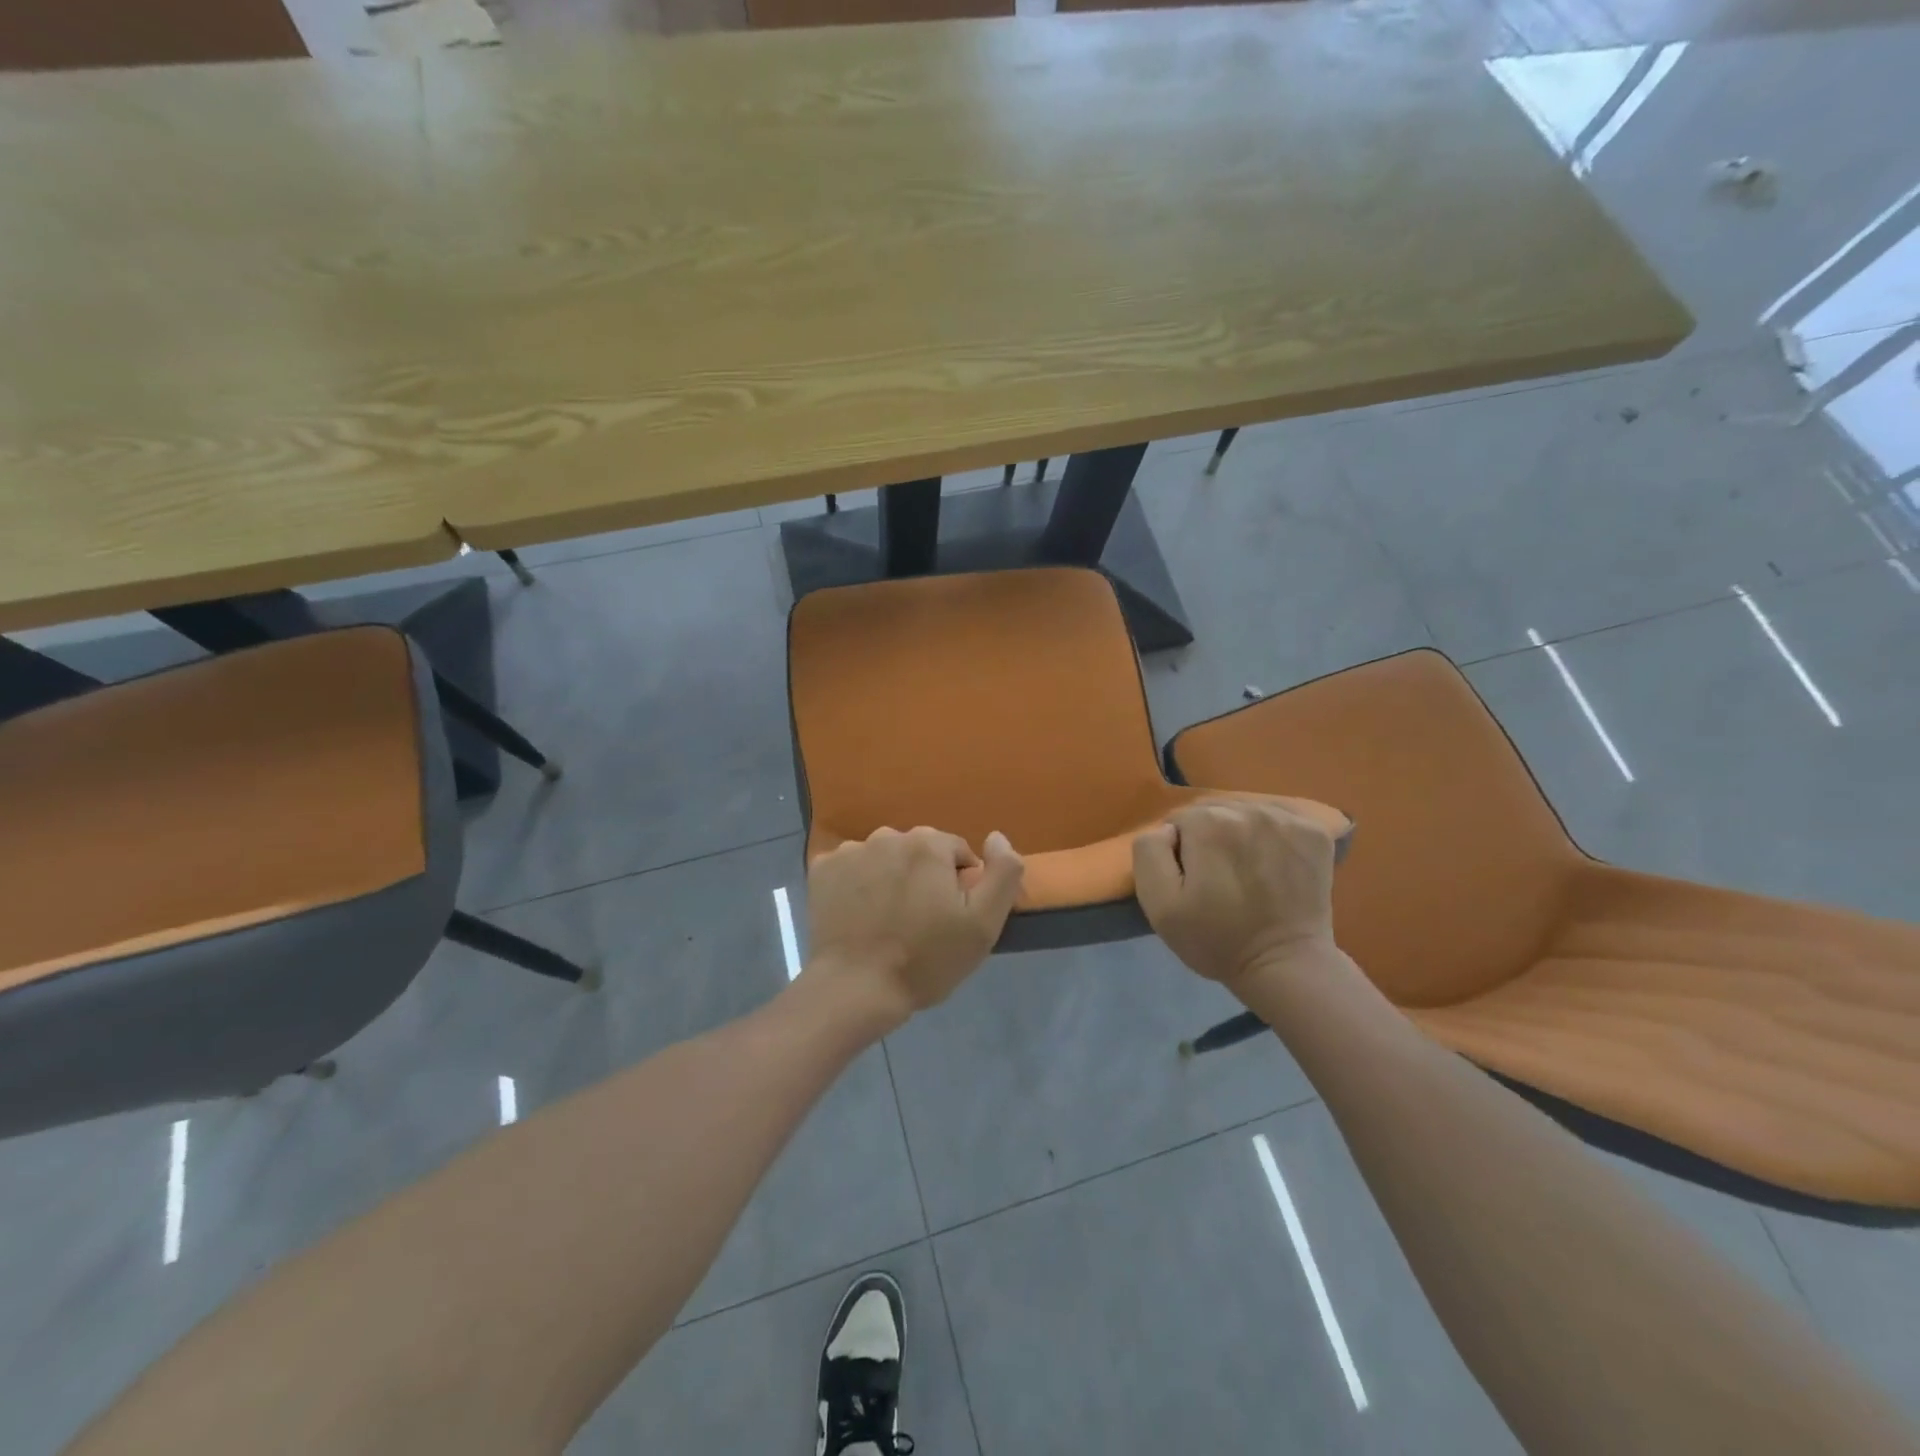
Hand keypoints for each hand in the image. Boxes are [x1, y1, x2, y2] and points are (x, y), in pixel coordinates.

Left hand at [806, 826, 1024, 1023]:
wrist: (856, 989)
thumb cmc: (926, 960)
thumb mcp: (983, 924)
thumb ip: (1003, 872)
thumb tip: (996, 836)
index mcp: (928, 843)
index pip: (956, 852)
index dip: (959, 885)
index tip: (950, 918)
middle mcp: (888, 836)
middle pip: (918, 852)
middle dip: (924, 878)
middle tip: (920, 922)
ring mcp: (850, 851)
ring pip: (884, 858)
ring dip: (890, 878)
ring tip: (887, 920)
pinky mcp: (822, 870)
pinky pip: (851, 868)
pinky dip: (858, 884)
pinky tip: (859, 915)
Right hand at [1133, 801, 1337, 988]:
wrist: (1284, 966)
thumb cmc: (1216, 939)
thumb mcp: (1159, 905)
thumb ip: (1149, 853)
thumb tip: (1167, 829)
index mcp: (1208, 823)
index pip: (1180, 820)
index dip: (1179, 851)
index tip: (1191, 881)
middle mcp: (1249, 809)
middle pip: (1214, 811)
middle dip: (1209, 837)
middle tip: (1217, 877)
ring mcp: (1288, 818)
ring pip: (1246, 812)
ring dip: (1240, 834)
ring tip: (1245, 870)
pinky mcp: (1315, 831)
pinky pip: (1281, 817)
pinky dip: (1273, 834)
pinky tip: (1273, 861)